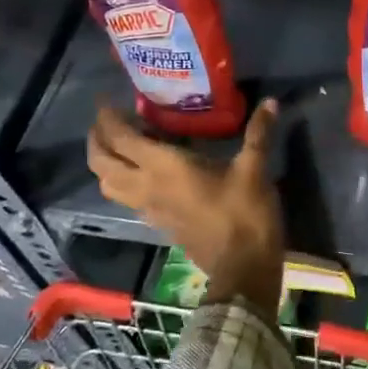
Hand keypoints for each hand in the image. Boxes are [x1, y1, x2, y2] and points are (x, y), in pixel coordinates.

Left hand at [87, 98, 284, 315]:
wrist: (243, 268)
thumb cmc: (245, 214)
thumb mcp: (254, 169)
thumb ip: (258, 134)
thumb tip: (271, 102)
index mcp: (164, 168)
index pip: (121, 139)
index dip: (108, 118)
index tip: (105, 100)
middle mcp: (147, 187)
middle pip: (102, 164)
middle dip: (97, 140)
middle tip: (105, 121)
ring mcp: (149, 209)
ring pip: (109, 185)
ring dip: (104, 163)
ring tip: (119, 145)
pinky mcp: (159, 224)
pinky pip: (126, 198)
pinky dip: (123, 181)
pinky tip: (144, 173)